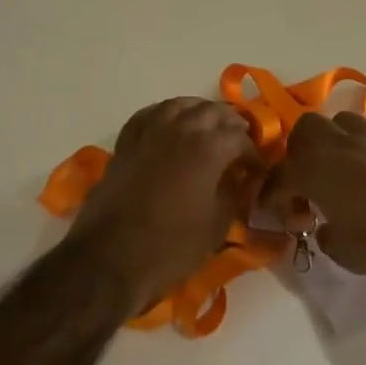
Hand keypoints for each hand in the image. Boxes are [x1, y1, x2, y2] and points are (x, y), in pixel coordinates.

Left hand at [67, 98, 262, 314]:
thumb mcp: (215, 227)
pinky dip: (165, 113)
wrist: (109, 259)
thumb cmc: (170, 247)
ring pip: (180, 105)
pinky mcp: (126, 143)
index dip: (252, 152)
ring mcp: (149, 132)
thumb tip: (239, 179)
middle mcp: (180, 129)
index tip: (256, 170)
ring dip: (199, 111)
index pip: (239, 138)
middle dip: (230, 125)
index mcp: (208, 148)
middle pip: (212, 112)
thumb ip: (232, 195)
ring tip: (208, 126)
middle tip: (238, 143)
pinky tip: (170, 122)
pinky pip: (149, 115)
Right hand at [262, 113, 365, 288]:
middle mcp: (344, 144)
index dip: (272, 193)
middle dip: (300, 152)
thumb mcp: (345, 253)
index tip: (271, 209)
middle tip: (307, 181)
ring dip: (335, 145)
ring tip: (343, 174)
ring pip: (344, 125)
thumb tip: (326, 224)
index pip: (282, 174)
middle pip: (308, 128)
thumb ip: (326, 233)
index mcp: (319, 168)